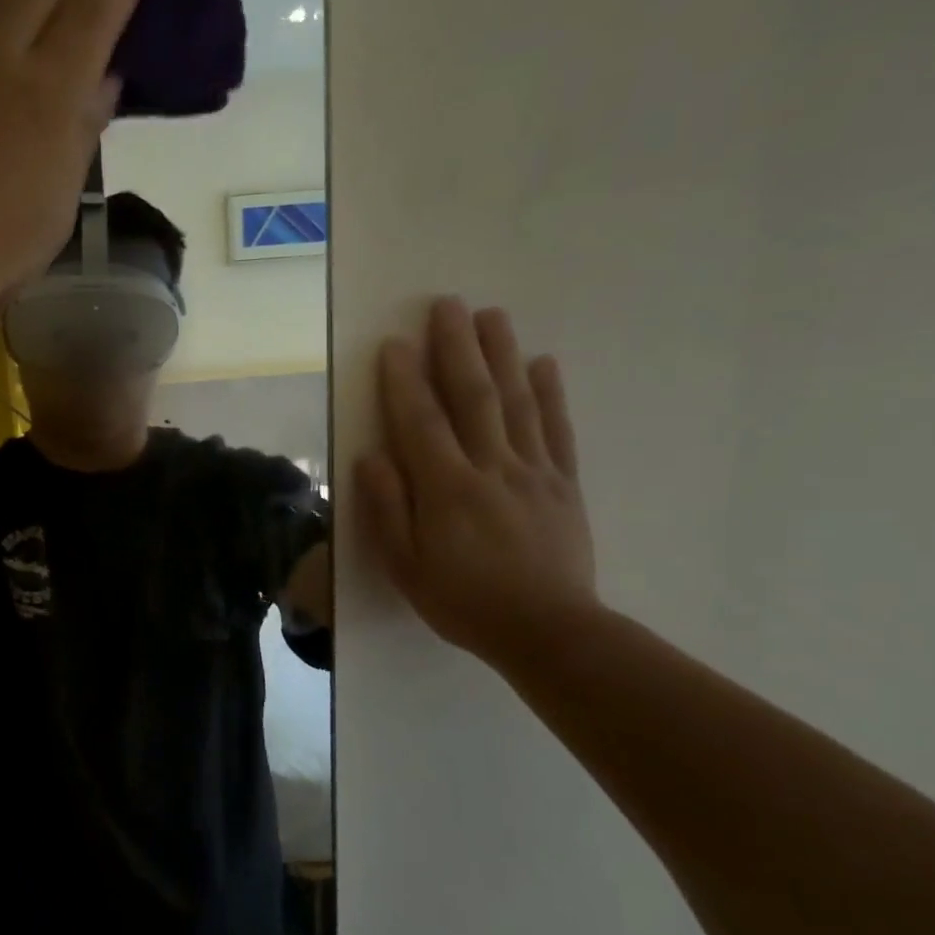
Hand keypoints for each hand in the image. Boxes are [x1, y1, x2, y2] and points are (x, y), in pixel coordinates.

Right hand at [356, 298, 598, 666]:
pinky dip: (550, 393)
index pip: (421, 422)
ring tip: (492, 315)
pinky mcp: (564, 484)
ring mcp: (533, 471)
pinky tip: (543, 363)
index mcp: (446, 489)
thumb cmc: (462, 601)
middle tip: (448, 304)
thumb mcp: (404, 566)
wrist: (547, 631)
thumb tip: (370, 457)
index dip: (405, 381)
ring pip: (516, 402)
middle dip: (457, 348)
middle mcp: (491, 468)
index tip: (394, 343)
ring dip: (502, 354)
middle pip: (472, 397)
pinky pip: (556, 429)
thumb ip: (387, 509)